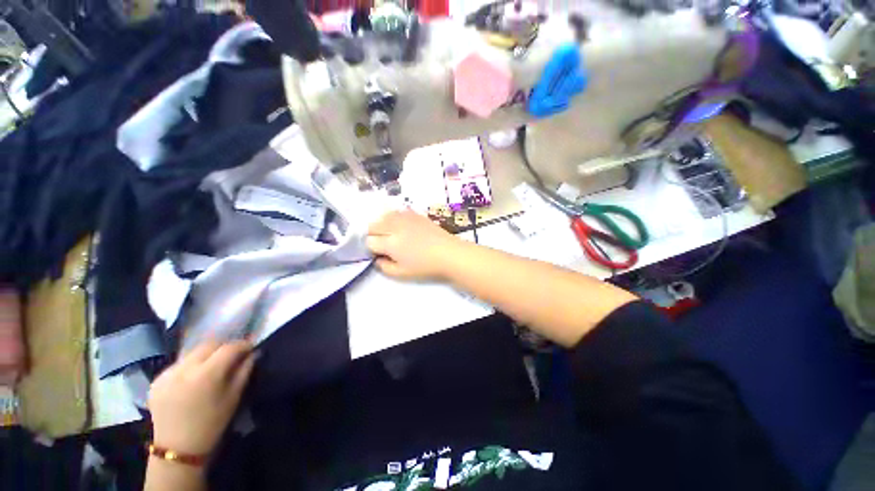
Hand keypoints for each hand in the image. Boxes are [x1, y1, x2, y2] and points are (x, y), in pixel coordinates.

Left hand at [148, 340, 254, 455]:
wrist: (178, 449)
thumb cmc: (212, 423)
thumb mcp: (234, 397)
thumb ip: (244, 371)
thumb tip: (252, 353)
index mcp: (207, 375)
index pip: (228, 348)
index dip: (242, 345)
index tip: (250, 347)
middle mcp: (184, 369)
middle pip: (208, 345)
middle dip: (223, 346)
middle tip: (232, 354)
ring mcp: (167, 374)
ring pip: (192, 353)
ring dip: (206, 355)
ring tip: (212, 365)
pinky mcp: (156, 380)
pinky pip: (178, 364)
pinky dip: (189, 365)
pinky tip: (193, 378)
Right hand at [366, 210, 462, 280]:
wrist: (448, 253)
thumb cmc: (425, 266)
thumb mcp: (402, 274)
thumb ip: (384, 267)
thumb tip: (377, 258)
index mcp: (390, 243)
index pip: (369, 241)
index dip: (372, 248)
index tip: (380, 253)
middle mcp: (394, 226)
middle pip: (372, 225)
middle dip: (374, 235)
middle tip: (384, 244)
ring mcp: (404, 217)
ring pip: (383, 216)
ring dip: (382, 225)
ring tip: (391, 234)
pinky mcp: (414, 213)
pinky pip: (397, 212)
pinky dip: (394, 218)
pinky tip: (402, 226)